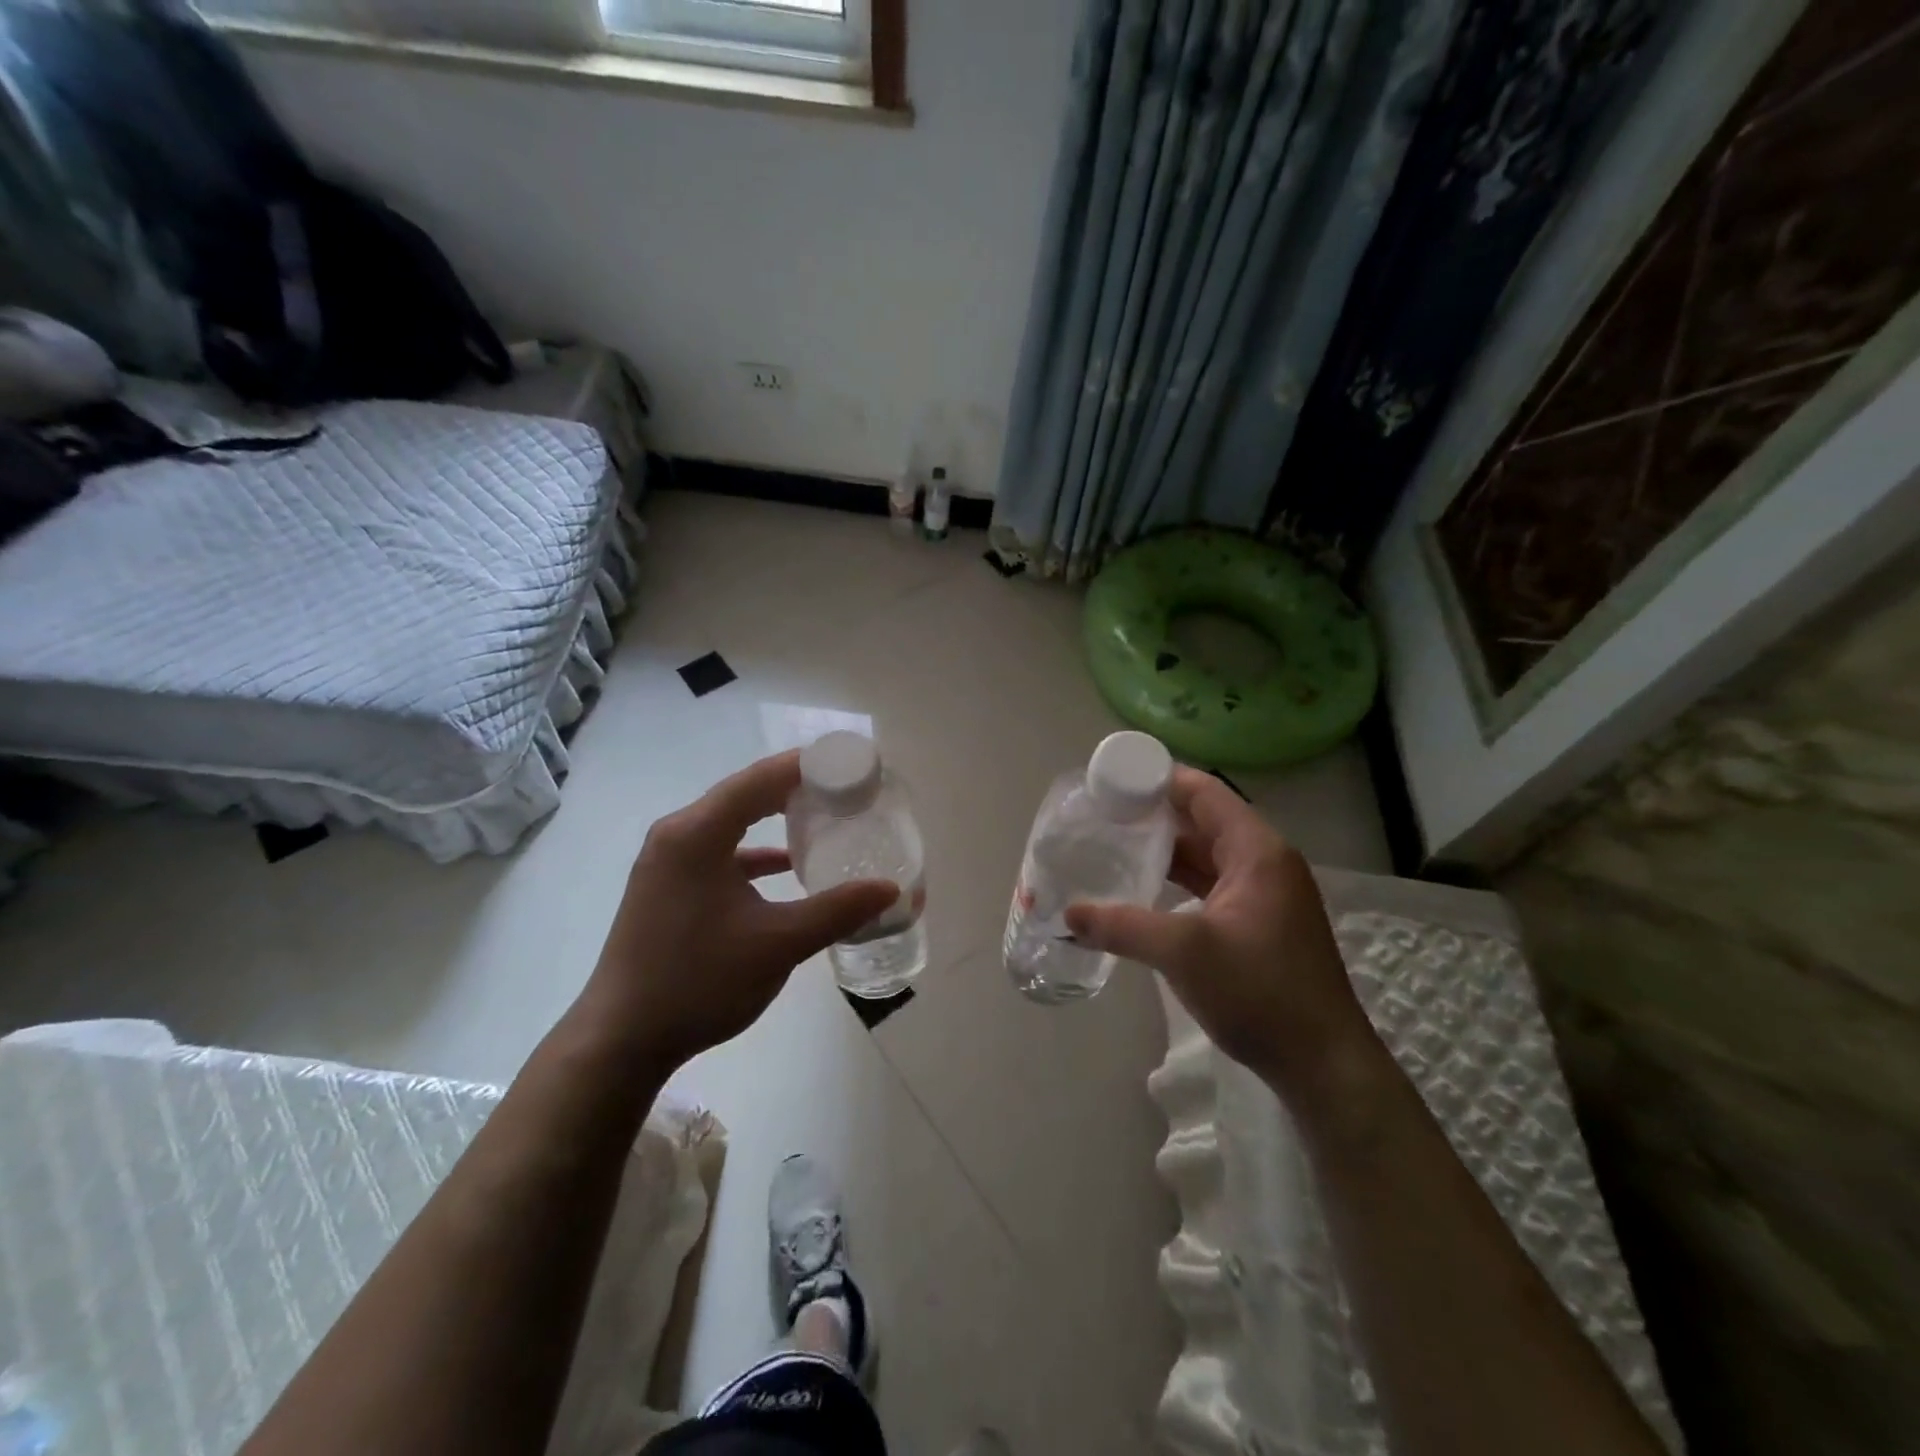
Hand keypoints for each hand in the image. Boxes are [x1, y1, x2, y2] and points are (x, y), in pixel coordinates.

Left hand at [577, 752, 897, 1072]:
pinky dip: (756, 852)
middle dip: (799, 787)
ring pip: (732, 821)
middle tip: (850, 789)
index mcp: (698, 833)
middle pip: (747, 793)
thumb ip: (837, 911)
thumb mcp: (778, 944)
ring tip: (827, 816)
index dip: (810, 766)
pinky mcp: (668, 885)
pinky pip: (720, 851)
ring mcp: (668, 860)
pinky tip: (788, 867)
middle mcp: (678, 834)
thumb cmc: (699, 982)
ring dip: (776, 817)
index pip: (762, 778)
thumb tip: (890, 888)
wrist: (621, 1041)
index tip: (854, 765)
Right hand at [1065, 768, 1381, 1102]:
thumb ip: (1122, 926)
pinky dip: (1179, 880)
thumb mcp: (1183, 952)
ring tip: (1115, 844)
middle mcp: (1265, 862)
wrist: (1322, 1064)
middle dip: (1155, 814)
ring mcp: (1266, 894)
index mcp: (1257, 851)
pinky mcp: (1260, 923)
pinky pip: (1212, 884)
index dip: (1159, 779)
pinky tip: (1145, 888)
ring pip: (1207, 854)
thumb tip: (1068, 914)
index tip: (1114, 780)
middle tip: (1104, 813)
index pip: (1204, 792)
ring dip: (1166, 849)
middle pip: (1204, 819)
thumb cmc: (1259, 992)